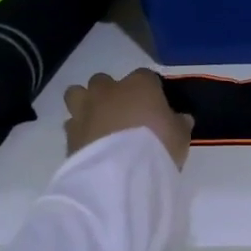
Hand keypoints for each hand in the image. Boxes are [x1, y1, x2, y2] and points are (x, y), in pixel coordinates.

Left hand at [64, 69, 193, 169]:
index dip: (150, 90)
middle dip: (110, 93)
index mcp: (139, 85)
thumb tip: (180, 118)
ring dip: (86, 104)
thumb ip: (178, 123)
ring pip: (77, 94)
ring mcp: (85, 110)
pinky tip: (90, 145)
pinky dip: (80, 131)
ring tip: (98, 123)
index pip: (145, 76)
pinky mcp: (69, 133)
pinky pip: (72, 124)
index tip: (156, 106)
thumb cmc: (157, 145)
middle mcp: (108, 91)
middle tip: (122, 114)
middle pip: (103, 80)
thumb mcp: (181, 136)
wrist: (119, 173)